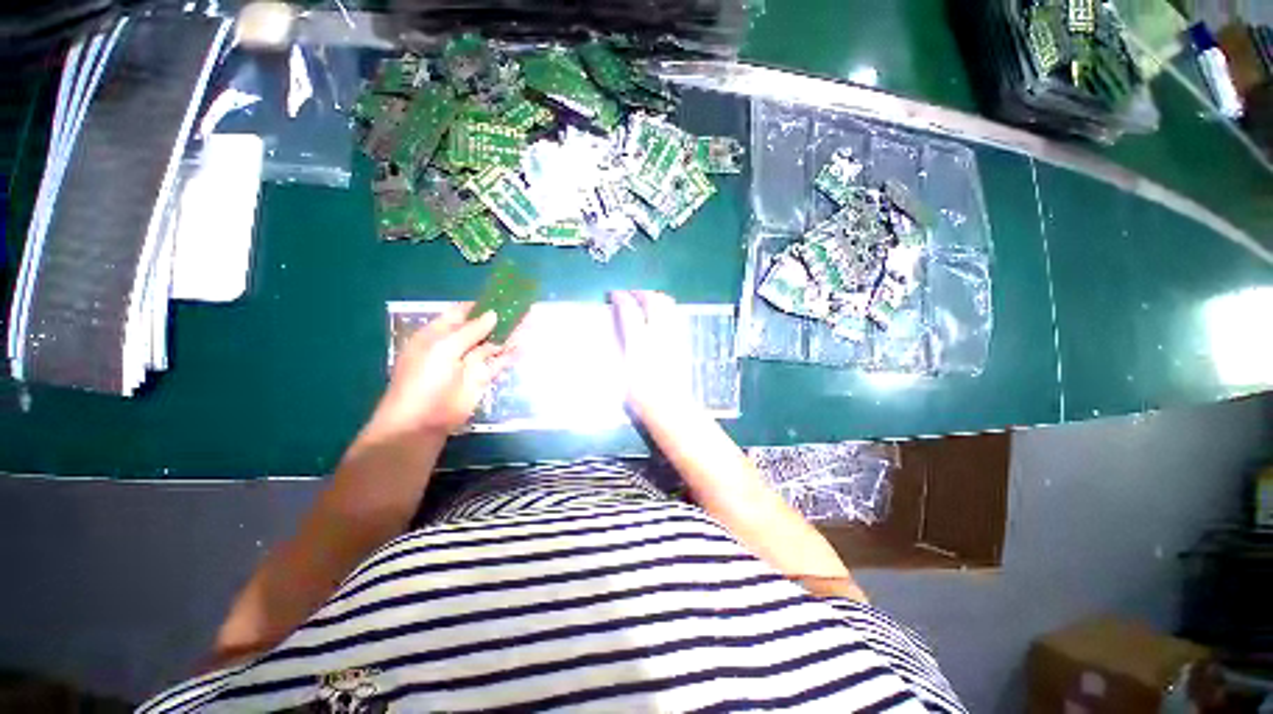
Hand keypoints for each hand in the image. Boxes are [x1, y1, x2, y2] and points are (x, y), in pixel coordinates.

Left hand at [370, 304, 516, 437]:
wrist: (422, 421)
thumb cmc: (425, 379)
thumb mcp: (443, 349)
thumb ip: (470, 331)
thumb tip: (493, 314)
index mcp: (438, 333)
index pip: (462, 313)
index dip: (482, 305)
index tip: (504, 296)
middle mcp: (455, 345)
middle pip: (481, 327)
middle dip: (501, 318)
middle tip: (525, 306)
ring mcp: (470, 362)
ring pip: (493, 343)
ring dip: (510, 334)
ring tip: (532, 320)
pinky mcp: (482, 378)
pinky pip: (500, 362)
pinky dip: (512, 354)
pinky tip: (527, 344)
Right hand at [609, 290, 692, 418]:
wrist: (669, 407)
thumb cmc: (640, 396)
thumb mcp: (622, 372)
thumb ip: (620, 347)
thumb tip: (617, 330)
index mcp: (639, 341)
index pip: (630, 310)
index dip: (621, 298)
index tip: (615, 294)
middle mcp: (658, 334)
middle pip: (654, 302)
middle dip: (642, 292)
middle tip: (632, 293)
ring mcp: (673, 338)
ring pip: (668, 307)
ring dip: (657, 298)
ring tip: (648, 300)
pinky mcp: (683, 344)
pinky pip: (676, 318)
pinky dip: (668, 310)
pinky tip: (662, 317)